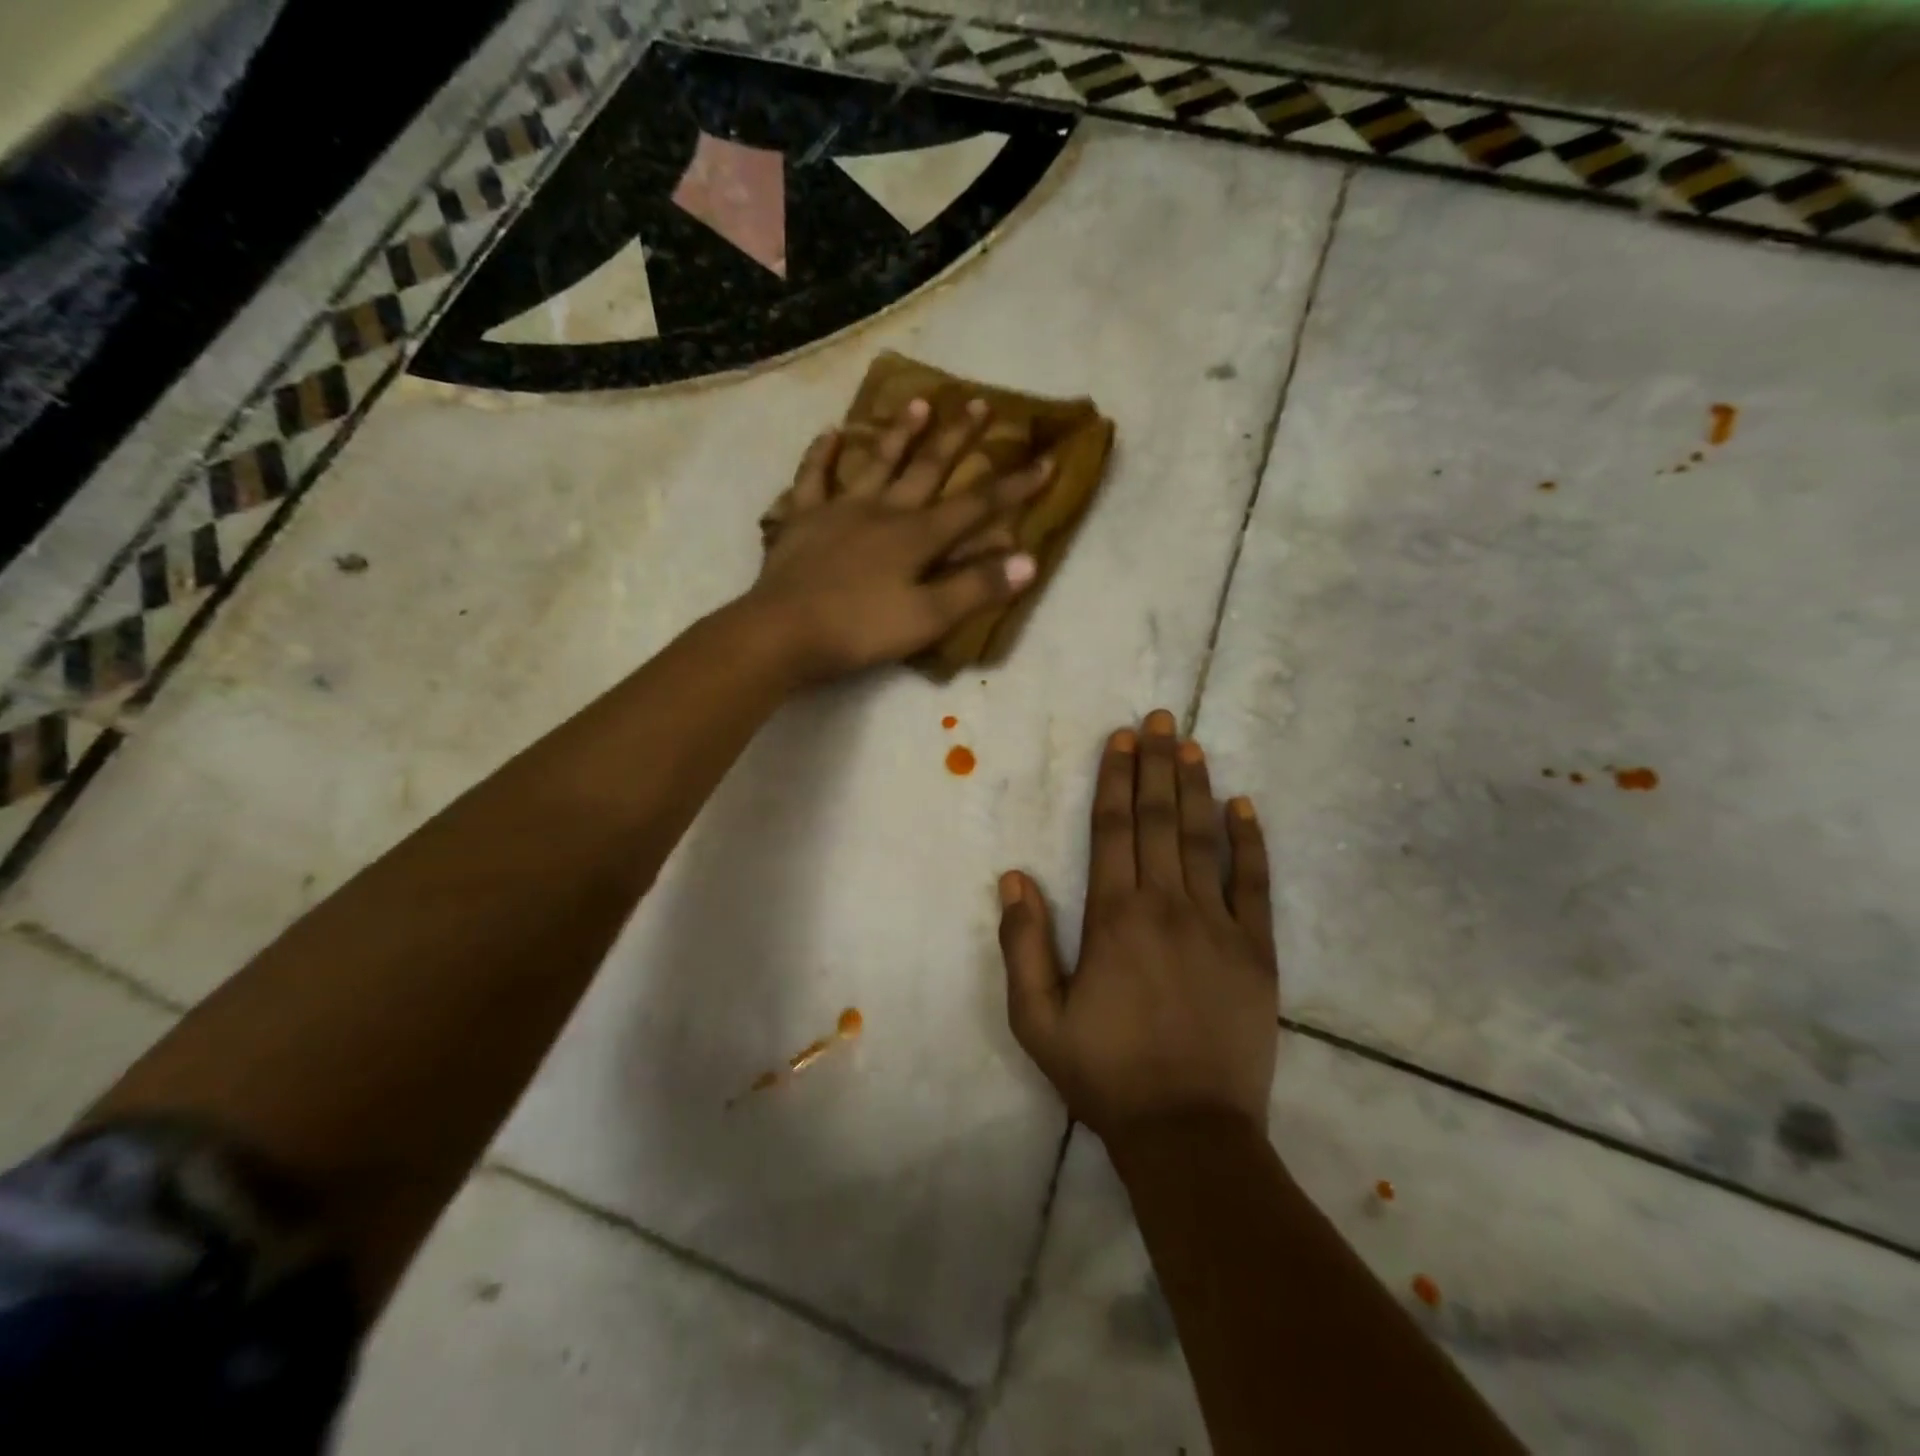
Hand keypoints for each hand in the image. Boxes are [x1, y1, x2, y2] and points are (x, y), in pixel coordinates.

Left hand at [746, 399, 1051, 684]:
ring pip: (876, 462)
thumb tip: (1027, 560)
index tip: (1044, 460)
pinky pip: (813, 478)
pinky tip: (830, 433)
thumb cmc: (860, 630)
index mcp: (917, 536)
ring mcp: (840, 509)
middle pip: (927, 468)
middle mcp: (883, 510)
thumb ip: (976, 588)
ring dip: (898, 433)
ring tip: (917, 402)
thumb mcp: (927, 618)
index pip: (976, 506)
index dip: (1013, 486)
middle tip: (978, 402)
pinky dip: (822, 454)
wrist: (783, 633)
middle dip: (957, 437)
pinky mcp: (802, 519)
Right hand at [997, 709, 1278, 1143]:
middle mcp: (1167, 906)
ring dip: (1196, 789)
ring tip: (1192, 746)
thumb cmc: (1105, 1074)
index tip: (1121, 739)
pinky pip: (1255, 884)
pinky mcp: (1256, 952)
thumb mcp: (1038, 1019)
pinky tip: (1244, 807)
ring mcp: (1219, 926)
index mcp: (1114, 917)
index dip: (1116, 780)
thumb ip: (1024, 944)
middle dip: (1157, 765)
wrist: (1189, 1132)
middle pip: (1159, 820)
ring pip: (1203, 840)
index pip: (1113, 830)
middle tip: (1159, 719)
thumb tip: (1014, 878)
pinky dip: (1250, 843)